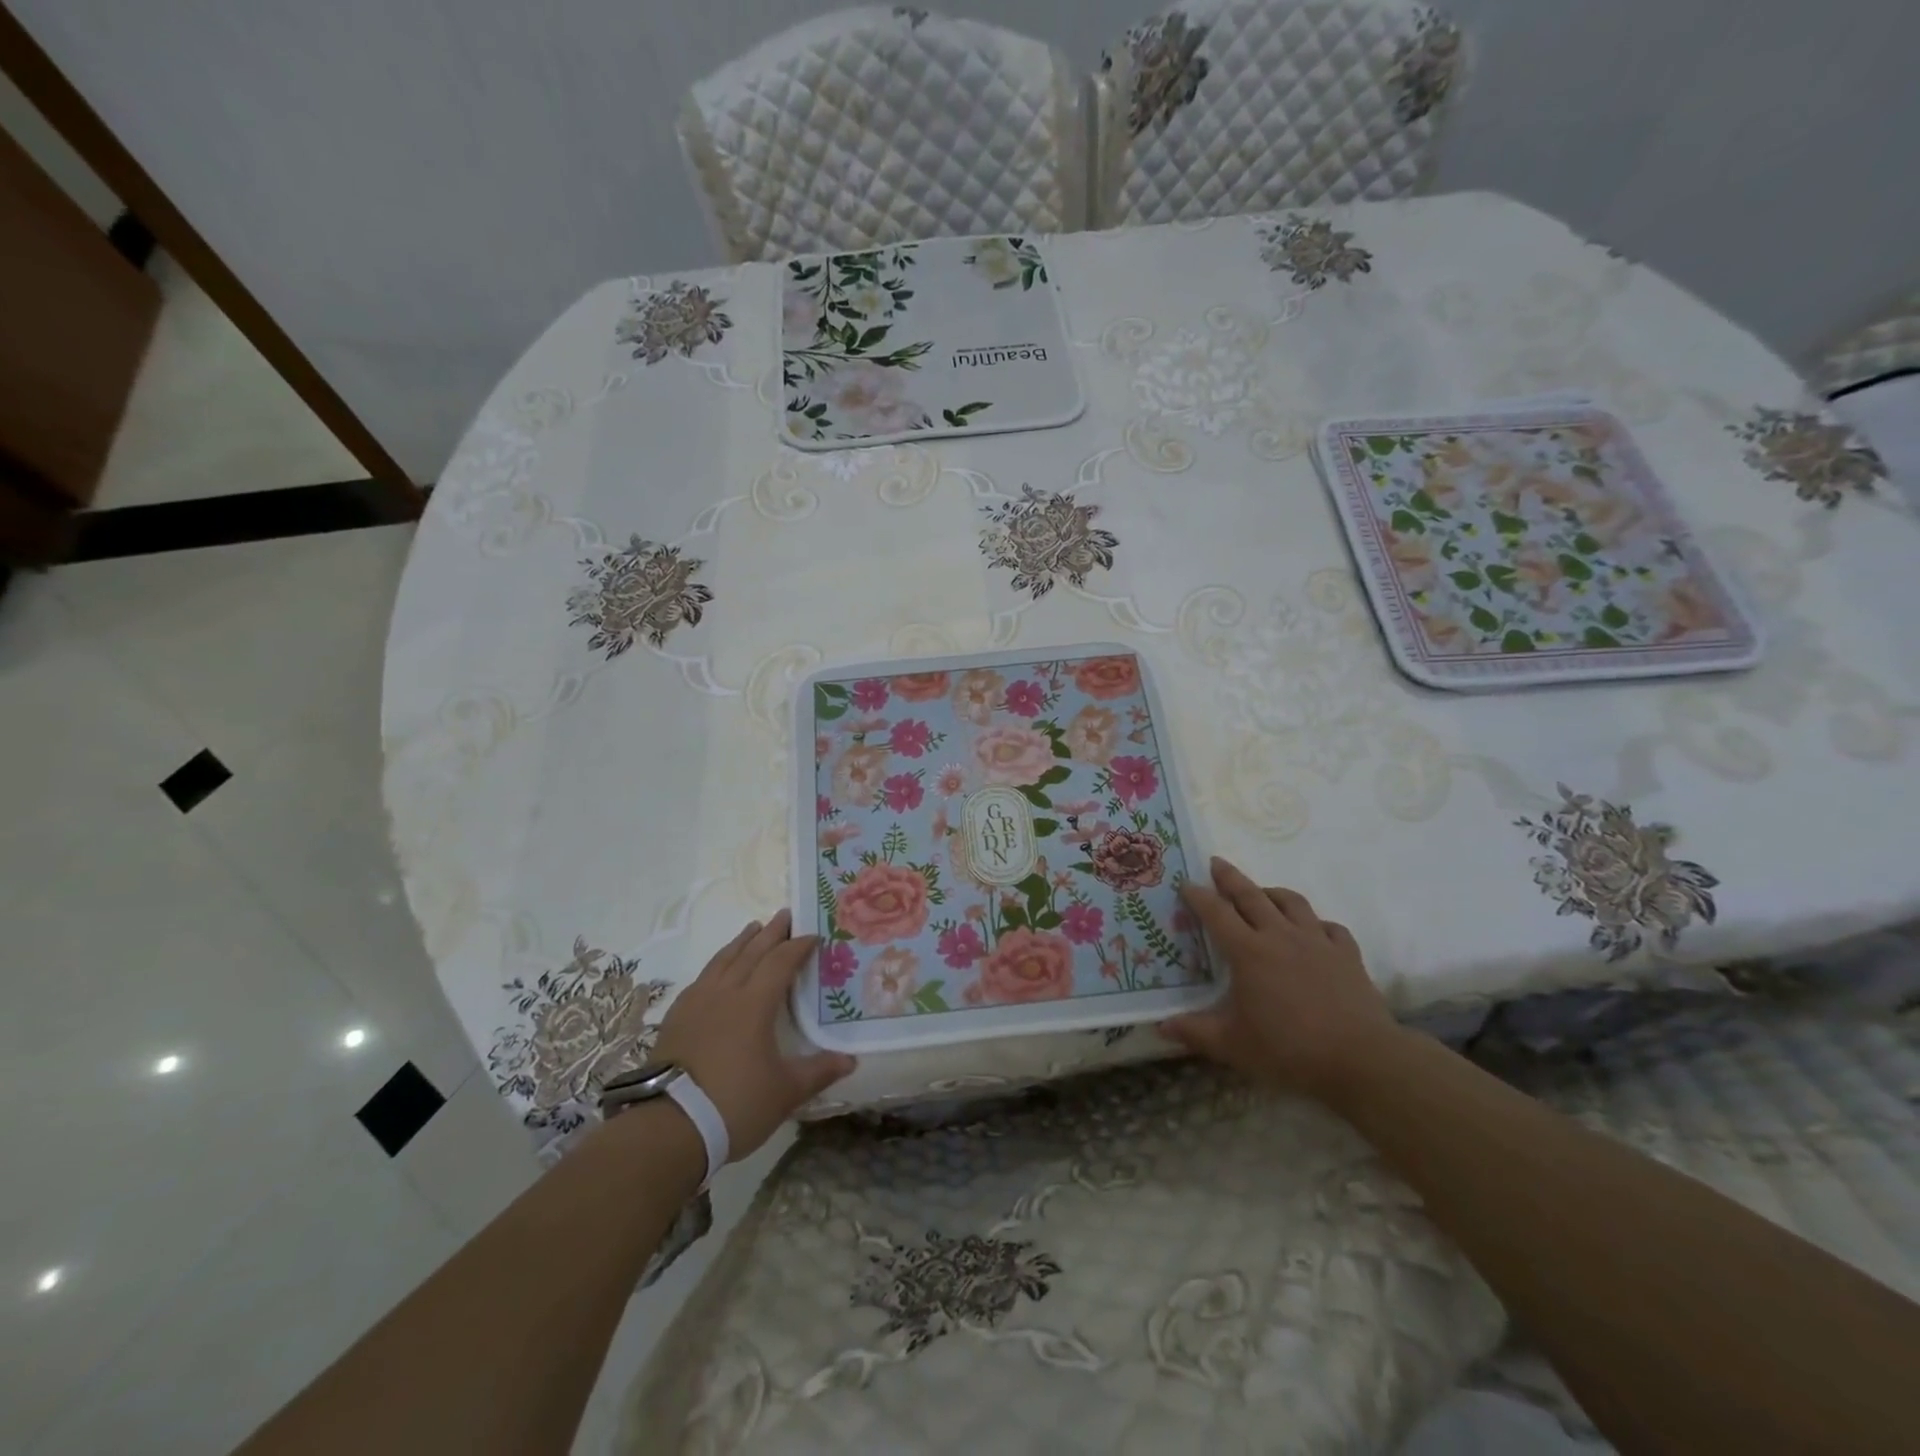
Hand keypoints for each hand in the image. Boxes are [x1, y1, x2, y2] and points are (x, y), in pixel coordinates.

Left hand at [649, 910, 855, 1159]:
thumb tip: (850, 1060)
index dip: (798, 946)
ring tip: (752, 928)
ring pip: (722, 960)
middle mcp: (725, 993)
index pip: (780, 962)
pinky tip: (716, 971)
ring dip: (741, 942)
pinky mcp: (676, 1018)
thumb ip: (818, 1072)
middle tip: (784, 914)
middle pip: (751, 952)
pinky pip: (702, 978)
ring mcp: (696, 1003)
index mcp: (754, 1003)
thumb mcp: (785, 1092)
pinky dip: (717, 965)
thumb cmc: (734, 1105)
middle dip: (771, 933)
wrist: (668, 1128)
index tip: (814, 935)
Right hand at [1161, 857, 1400, 1102]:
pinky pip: (1330, 927)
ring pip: (1292, 902)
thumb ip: (1195, 1032)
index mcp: (1248, 952)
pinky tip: (1313, 930)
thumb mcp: (1233, 1045)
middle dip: (1231, 877)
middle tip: (1216, 863)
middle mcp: (1280, 936)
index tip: (1185, 883)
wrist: (1361, 1060)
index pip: (1216, 913)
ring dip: (1272, 892)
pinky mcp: (1347, 955)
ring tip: (1263, 892)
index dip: (1198, 896)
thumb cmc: (1289, 1050)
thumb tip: (1160, 1027)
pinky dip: (1316, 923)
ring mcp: (1318, 942)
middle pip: (1252, 895)